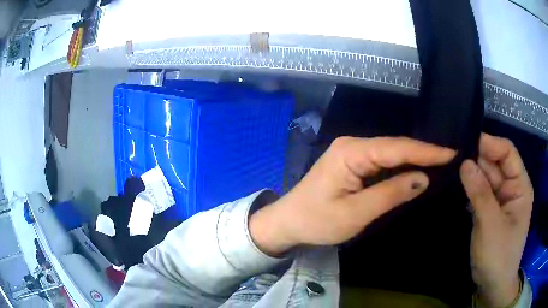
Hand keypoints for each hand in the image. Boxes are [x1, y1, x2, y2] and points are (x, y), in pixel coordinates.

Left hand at [250, 136, 455, 255]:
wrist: (288, 222)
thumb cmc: (317, 221)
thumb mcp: (355, 213)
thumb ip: (390, 194)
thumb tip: (423, 179)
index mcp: (351, 152)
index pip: (397, 148)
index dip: (426, 151)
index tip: (451, 152)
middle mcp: (352, 145)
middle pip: (395, 147)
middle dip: (423, 152)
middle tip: (450, 156)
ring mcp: (351, 153)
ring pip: (390, 153)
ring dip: (414, 158)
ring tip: (441, 161)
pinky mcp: (352, 163)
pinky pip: (382, 161)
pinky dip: (401, 166)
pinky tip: (416, 168)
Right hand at [460, 133, 532, 306]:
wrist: (492, 286)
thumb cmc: (498, 256)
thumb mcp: (490, 225)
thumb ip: (480, 193)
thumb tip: (465, 162)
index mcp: (520, 186)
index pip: (507, 152)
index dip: (489, 144)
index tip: (466, 141)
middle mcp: (511, 188)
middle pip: (495, 164)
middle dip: (476, 158)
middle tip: (451, 154)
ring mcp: (500, 200)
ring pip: (486, 178)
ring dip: (471, 173)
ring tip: (449, 166)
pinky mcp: (490, 211)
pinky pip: (480, 192)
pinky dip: (469, 188)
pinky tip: (455, 185)